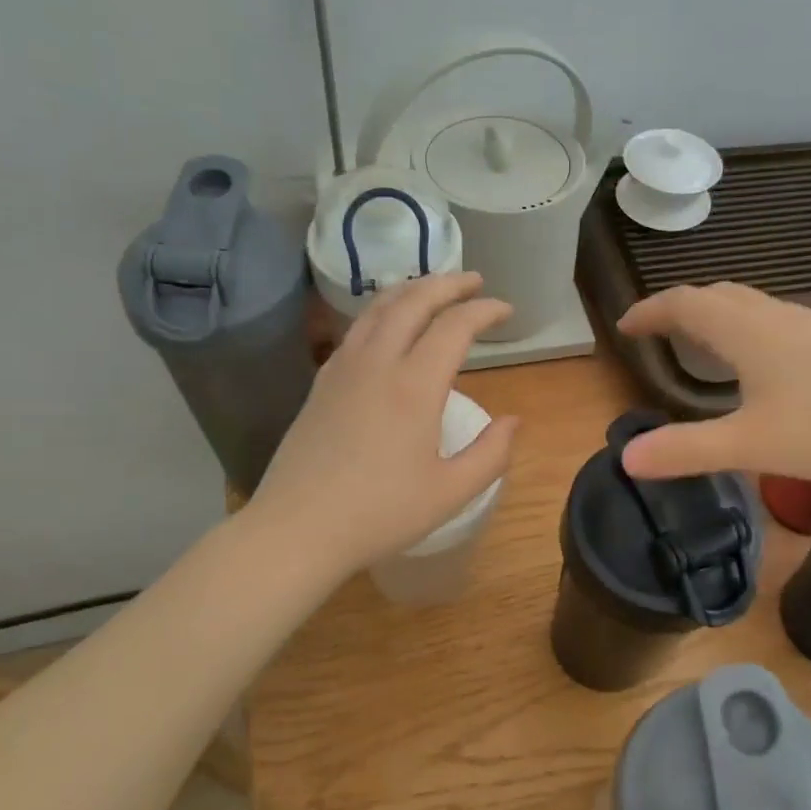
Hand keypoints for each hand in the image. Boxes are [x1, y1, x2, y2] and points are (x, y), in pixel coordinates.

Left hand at [250, 273, 519, 575]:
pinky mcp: (321, 383)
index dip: (484, 311)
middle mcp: (377, 363)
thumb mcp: (450, 492)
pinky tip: (386, 326)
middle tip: (473, 280)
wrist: (298, 528)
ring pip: (377, 308)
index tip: (505, 310)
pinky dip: (380, 312)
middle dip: (447, 284)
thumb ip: (491, 454)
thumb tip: (512, 421)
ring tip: (432, 289)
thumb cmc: (380, 514)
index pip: (455, 327)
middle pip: (413, 301)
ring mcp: (342, 369)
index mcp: (414, 386)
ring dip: (410, 290)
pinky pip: (355, 329)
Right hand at [616, 283, 810, 481]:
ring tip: (695, 341)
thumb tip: (626, 458)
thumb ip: (686, 450)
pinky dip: (740, 324)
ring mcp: (807, 323)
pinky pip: (768, 317)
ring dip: (710, 313)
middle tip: (654, 332)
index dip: (649, 312)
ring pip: (745, 303)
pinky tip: (754, 358)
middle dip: (676, 308)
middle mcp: (772, 316)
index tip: (624, 327)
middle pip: (713, 295)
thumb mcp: (751, 445)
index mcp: (745, 331)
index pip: (683, 304)